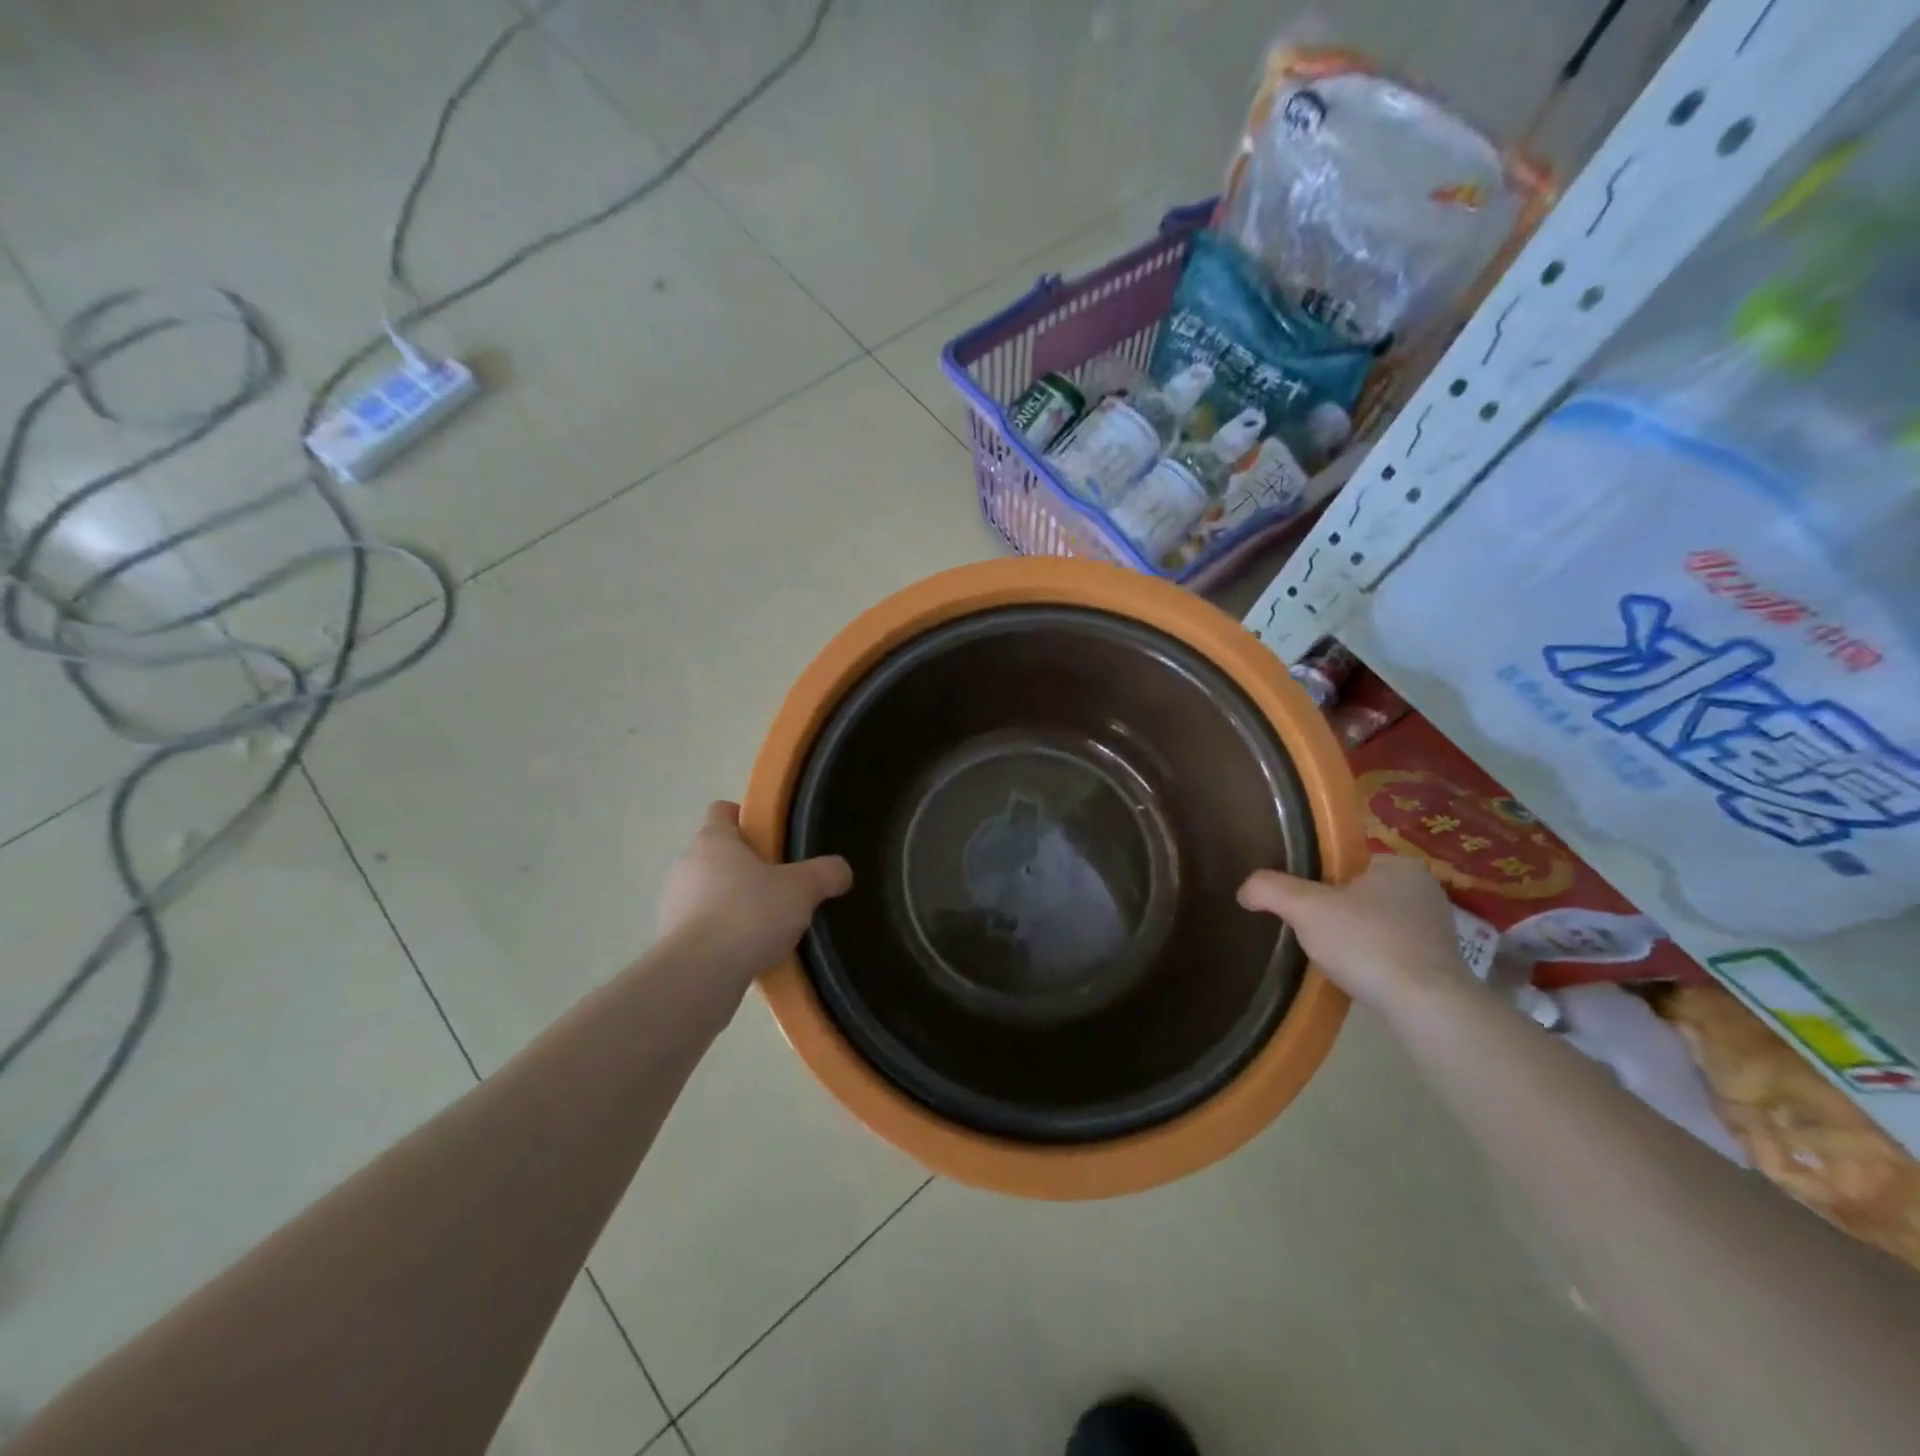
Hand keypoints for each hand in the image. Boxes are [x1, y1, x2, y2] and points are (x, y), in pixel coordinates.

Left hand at [657, 802, 852, 989]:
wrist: (698, 975)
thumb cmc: (749, 914)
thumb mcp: (802, 889)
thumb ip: (825, 873)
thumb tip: (841, 870)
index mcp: (713, 840)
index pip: (722, 811)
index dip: (745, 818)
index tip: (770, 837)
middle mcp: (686, 865)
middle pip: (716, 854)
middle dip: (744, 867)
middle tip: (778, 885)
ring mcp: (671, 904)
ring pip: (706, 893)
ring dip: (731, 904)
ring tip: (764, 925)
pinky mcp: (669, 941)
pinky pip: (700, 929)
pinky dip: (720, 936)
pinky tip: (746, 953)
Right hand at [1237, 853, 1476, 1017]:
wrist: (1425, 1007)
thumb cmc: (1366, 942)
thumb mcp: (1305, 908)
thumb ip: (1270, 889)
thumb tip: (1244, 890)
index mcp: (1400, 866)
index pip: (1347, 864)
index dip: (1318, 882)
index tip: (1301, 904)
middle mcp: (1425, 891)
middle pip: (1360, 894)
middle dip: (1335, 912)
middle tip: (1309, 931)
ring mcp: (1437, 930)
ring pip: (1376, 925)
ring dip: (1354, 938)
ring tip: (1329, 957)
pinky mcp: (1439, 966)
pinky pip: (1392, 953)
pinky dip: (1371, 961)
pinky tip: (1355, 976)